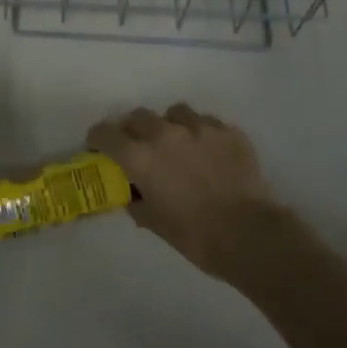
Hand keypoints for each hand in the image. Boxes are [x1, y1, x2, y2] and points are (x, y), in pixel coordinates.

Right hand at [86, 104, 278, 275]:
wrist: (248, 234)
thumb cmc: (194, 235)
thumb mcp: (154, 222)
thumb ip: (137, 201)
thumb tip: (133, 194)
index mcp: (140, 156)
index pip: (106, 133)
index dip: (98, 138)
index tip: (98, 146)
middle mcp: (165, 133)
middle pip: (138, 116)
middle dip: (133, 129)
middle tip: (138, 146)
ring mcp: (199, 127)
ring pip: (175, 113)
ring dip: (169, 125)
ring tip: (178, 144)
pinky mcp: (227, 131)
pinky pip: (206, 123)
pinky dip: (200, 133)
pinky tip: (208, 152)